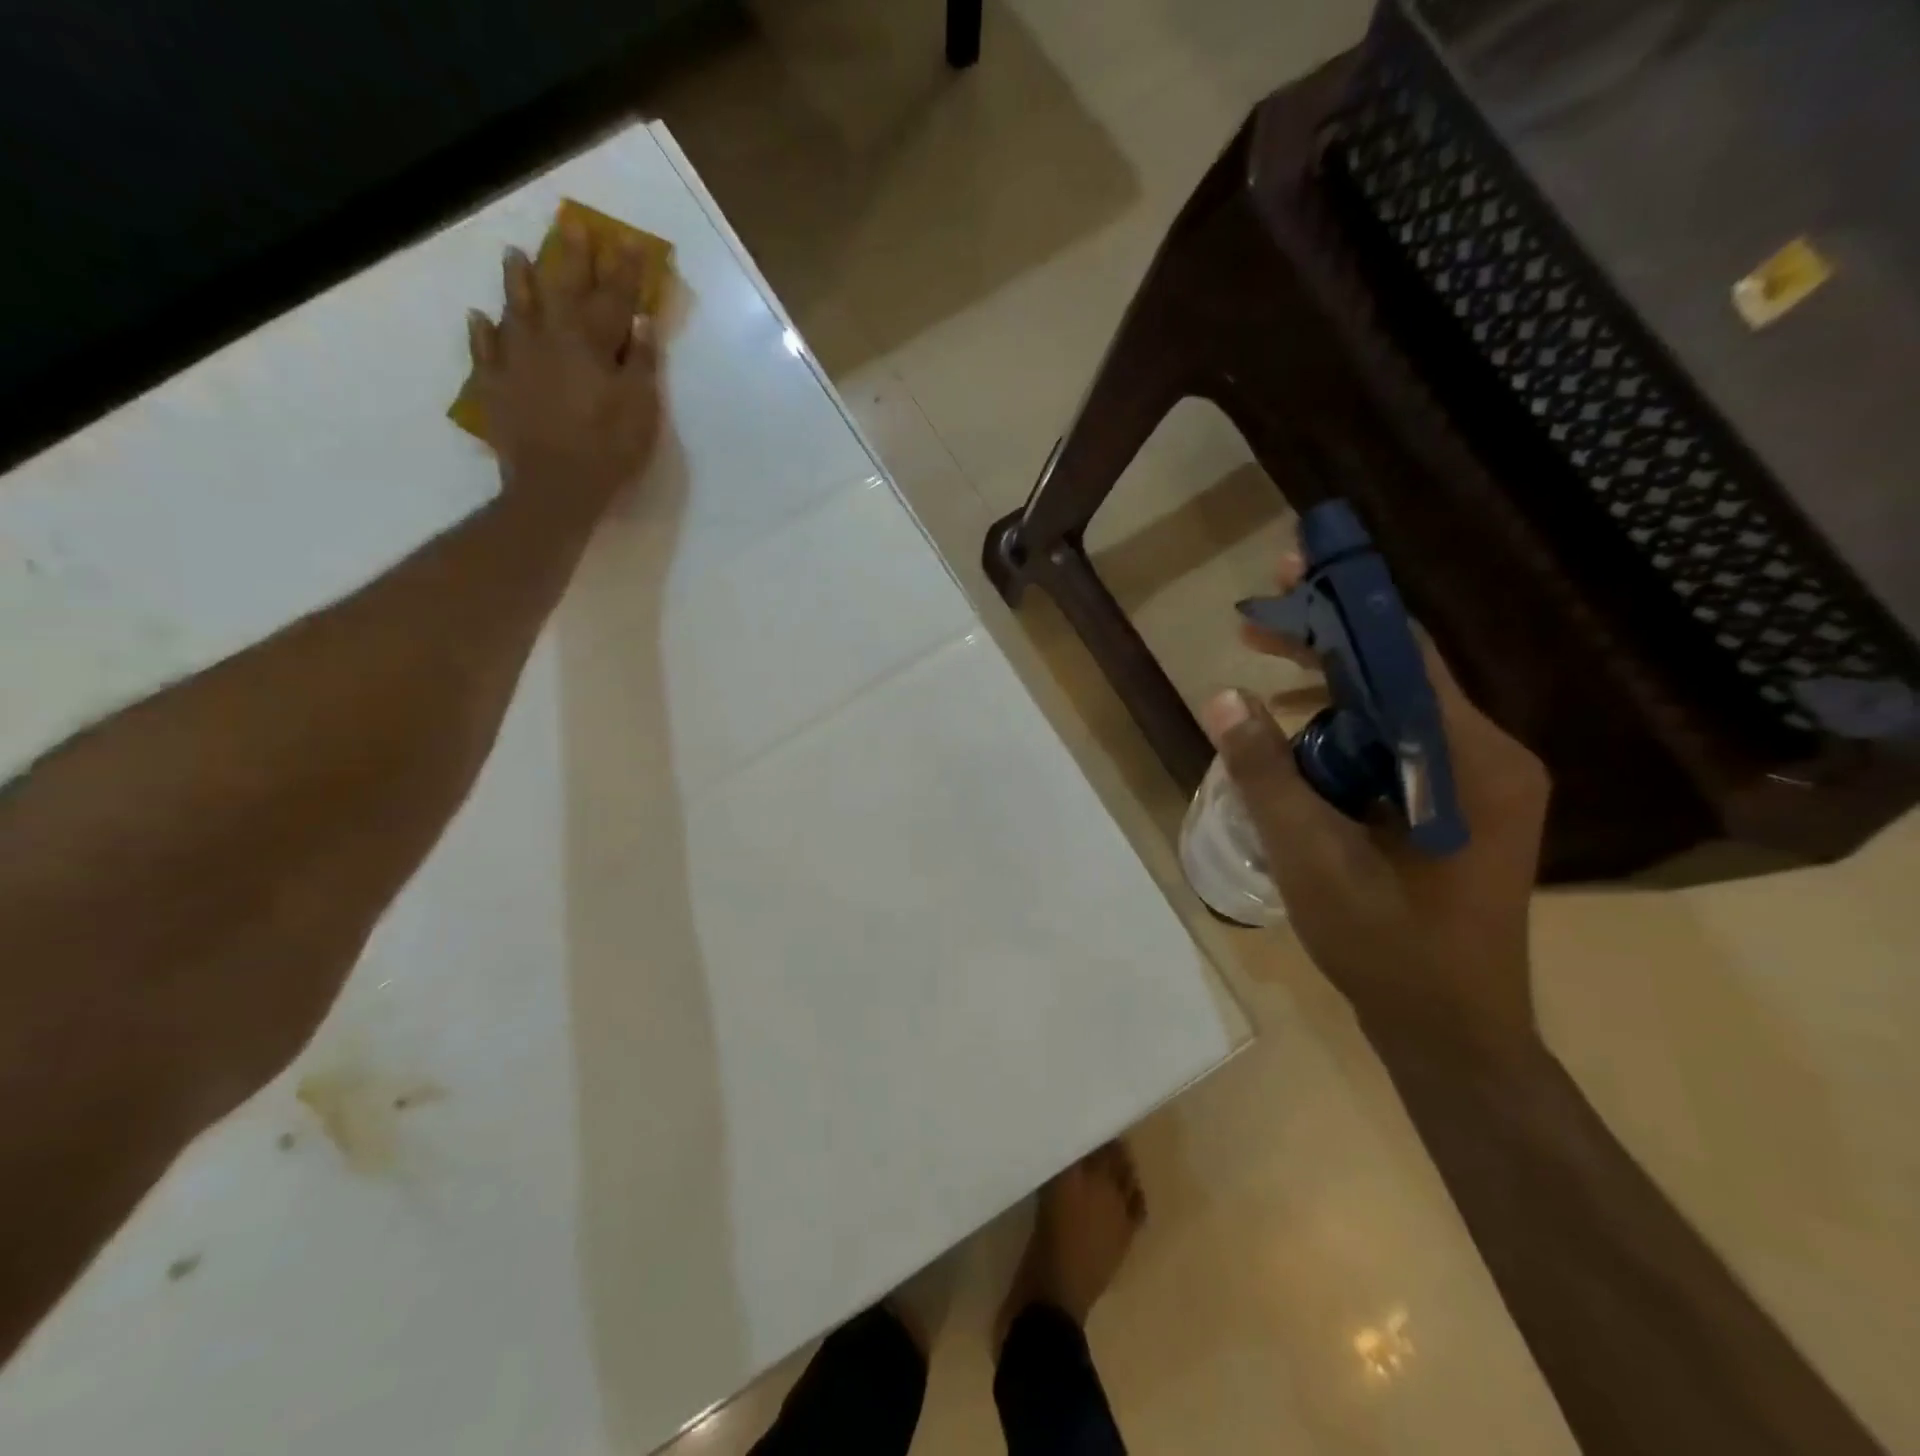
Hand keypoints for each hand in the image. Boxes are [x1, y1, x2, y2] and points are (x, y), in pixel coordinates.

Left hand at [466, 223, 661, 519]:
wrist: (554, 486)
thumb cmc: (608, 449)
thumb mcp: (641, 410)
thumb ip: (642, 364)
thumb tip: (640, 320)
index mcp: (591, 344)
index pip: (613, 297)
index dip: (623, 269)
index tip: (627, 238)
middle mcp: (550, 339)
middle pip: (562, 290)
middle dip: (571, 258)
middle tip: (572, 225)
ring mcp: (516, 359)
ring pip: (516, 309)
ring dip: (518, 281)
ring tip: (514, 254)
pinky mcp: (495, 385)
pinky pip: (484, 350)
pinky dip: (482, 332)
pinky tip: (479, 317)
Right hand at [1200, 554, 1549, 1052]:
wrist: (1453, 1033)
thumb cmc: (1386, 948)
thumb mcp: (1310, 859)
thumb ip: (1264, 773)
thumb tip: (1221, 695)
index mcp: (1470, 761)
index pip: (1406, 654)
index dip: (1342, 607)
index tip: (1286, 573)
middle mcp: (1488, 758)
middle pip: (1401, 673)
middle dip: (1325, 643)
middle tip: (1251, 622)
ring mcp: (1478, 784)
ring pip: (1396, 710)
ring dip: (1328, 690)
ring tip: (1259, 679)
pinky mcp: (1458, 806)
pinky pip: (1399, 746)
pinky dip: (1345, 733)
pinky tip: (1296, 744)